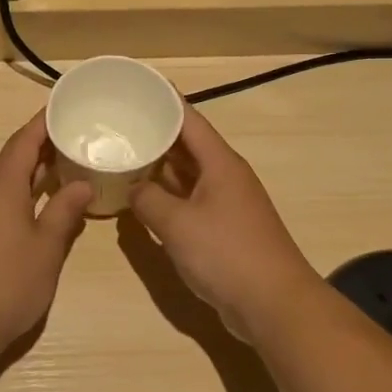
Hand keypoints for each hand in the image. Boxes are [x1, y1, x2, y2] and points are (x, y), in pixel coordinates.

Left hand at [0, 113, 94, 358]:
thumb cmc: (7, 283)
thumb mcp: (46, 247)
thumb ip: (64, 211)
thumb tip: (82, 183)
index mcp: (0, 185)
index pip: (24, 140)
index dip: (44, 122)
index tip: (67, 108)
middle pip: (14, 158)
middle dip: (44, 148)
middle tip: (79, 140)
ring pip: (5, 181)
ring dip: (34, 173)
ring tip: (67, 170)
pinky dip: (21, 195)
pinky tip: (41, 208)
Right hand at [129, 106, 319, 342]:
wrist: (274, 305)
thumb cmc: (227, 254)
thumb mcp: (177, 224)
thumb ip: (148, 200)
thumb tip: (133, 188)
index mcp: (220, 163)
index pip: (189, 119)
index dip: (164, 100)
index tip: (136, 86)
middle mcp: (225, 176)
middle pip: (187, 144)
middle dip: (155, 133)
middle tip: (118, 123)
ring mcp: (226, 203)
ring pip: (186, 174)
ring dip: (158, 166)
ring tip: (123, 155)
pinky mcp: (223, 228)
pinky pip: (189, 200)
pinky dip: (166, 195)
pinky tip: (142, 199)